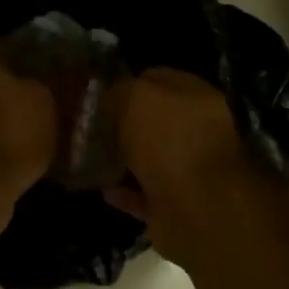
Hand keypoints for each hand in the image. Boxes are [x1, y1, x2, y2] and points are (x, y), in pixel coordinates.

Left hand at [0, 35, 57, 201]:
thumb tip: (58, 76)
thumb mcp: (47, 102)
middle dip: (11, 86)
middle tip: (43, 100)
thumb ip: (51, 83)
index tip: (47, 69)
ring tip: (32, 129)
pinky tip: (13, 152)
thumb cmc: (10, 132)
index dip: (26, 53)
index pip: (0, 41)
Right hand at [104, 69, 252, 257]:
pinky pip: (145, 196)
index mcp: (197, 98)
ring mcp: (190, 172)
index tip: (98, 95)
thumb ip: (122, 90)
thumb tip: (112, 95)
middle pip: (156, 123)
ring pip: (151, 160)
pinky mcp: (177, 206)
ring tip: (91, 159)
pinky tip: (104, 190)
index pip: (159, 80)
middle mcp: (198, 132)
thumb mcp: (138, 98)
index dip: (128, 84)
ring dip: (124, 160)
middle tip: (90, 129)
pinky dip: (126, 193)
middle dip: (125, 125)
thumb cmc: (170, 142)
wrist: (196, 208)